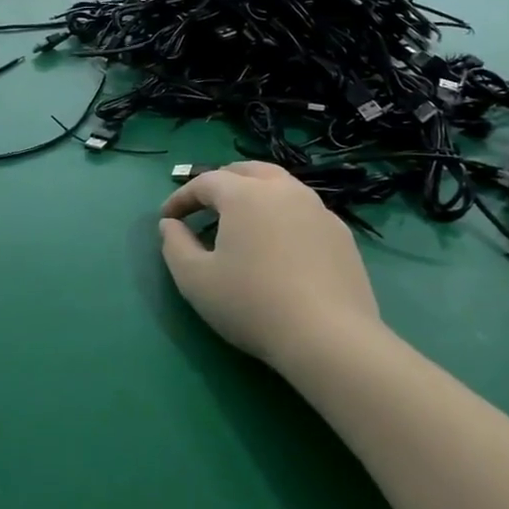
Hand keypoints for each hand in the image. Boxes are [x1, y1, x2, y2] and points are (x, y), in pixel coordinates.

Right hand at [158, 162, 383, 365]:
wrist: (328, 338)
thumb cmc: (252, 304)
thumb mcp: (195, 279)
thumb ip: (174, 245)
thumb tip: (170, 225)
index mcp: (245, 195)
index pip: (206, 182)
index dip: (181, 197)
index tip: (167, 218)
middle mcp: (284, 190)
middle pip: (247, 171)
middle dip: (221, 182)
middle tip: (204, 204)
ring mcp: (318, 210)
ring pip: (280, 186)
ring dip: (255, 194)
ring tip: (242, 219)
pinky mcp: (341, 234)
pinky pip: (303, 211)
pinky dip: (282, 215)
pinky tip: (279, 243)